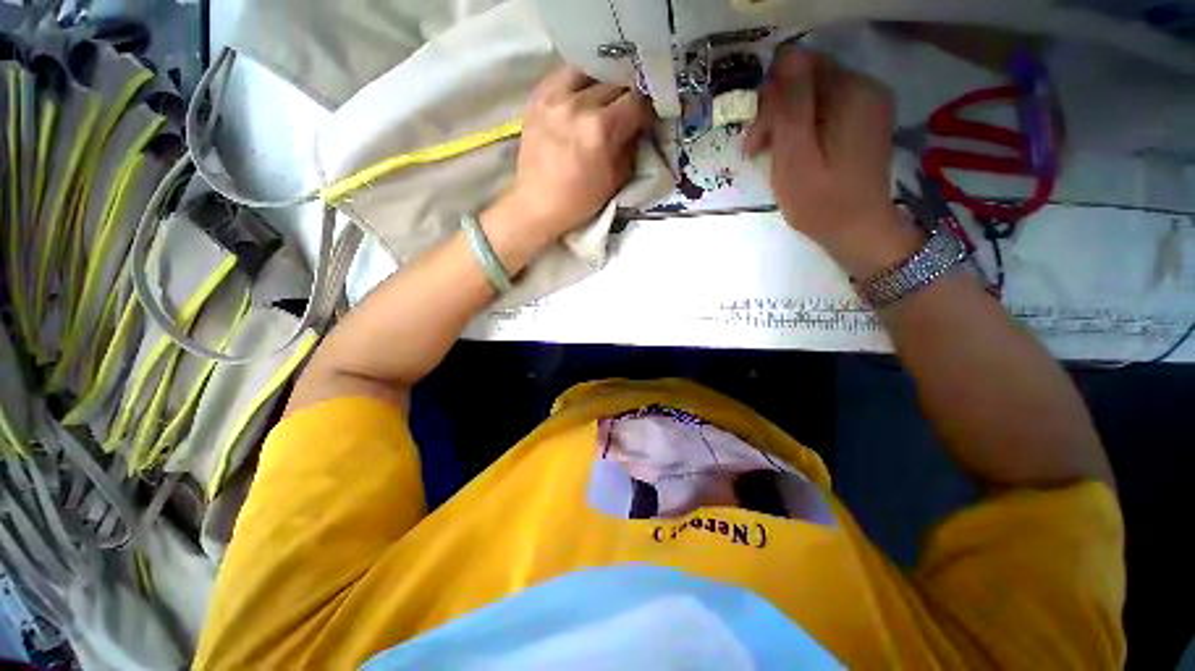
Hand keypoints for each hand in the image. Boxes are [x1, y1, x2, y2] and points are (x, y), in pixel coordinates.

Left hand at [497, 65, 651, 245]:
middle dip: (625, 96)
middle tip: (625, 110)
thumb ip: (630, 148)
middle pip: (614, 82)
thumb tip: (637, 127)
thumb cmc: (580, 199)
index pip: (636, 101)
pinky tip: (580, 95)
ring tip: (602, 98)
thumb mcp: (616, 180)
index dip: (645, 110)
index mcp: (601, 129)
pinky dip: (577, 81)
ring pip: (589, 71)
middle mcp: (579, 104)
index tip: (644, 119)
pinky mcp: (537, 97)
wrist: (538, 204)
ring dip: (601, 83)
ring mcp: (554, 97)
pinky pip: (563, 74)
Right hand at [745, 47, 919, 276]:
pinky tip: (795, 153)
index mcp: (851, 93)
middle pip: (808, 80)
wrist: (859, 231)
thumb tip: (785, 56)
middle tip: (757, 151)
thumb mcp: (795, 155)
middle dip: (777, 110)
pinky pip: (826, 111)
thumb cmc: (820, 202)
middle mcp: (866, 88)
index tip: (755, 140)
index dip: (771, 98)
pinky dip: (804, 128)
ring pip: (815, 96)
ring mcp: (869, 105)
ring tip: (774, 156)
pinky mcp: (865, 122)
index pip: (800, 69)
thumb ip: (791, 104)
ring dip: (788, 121)